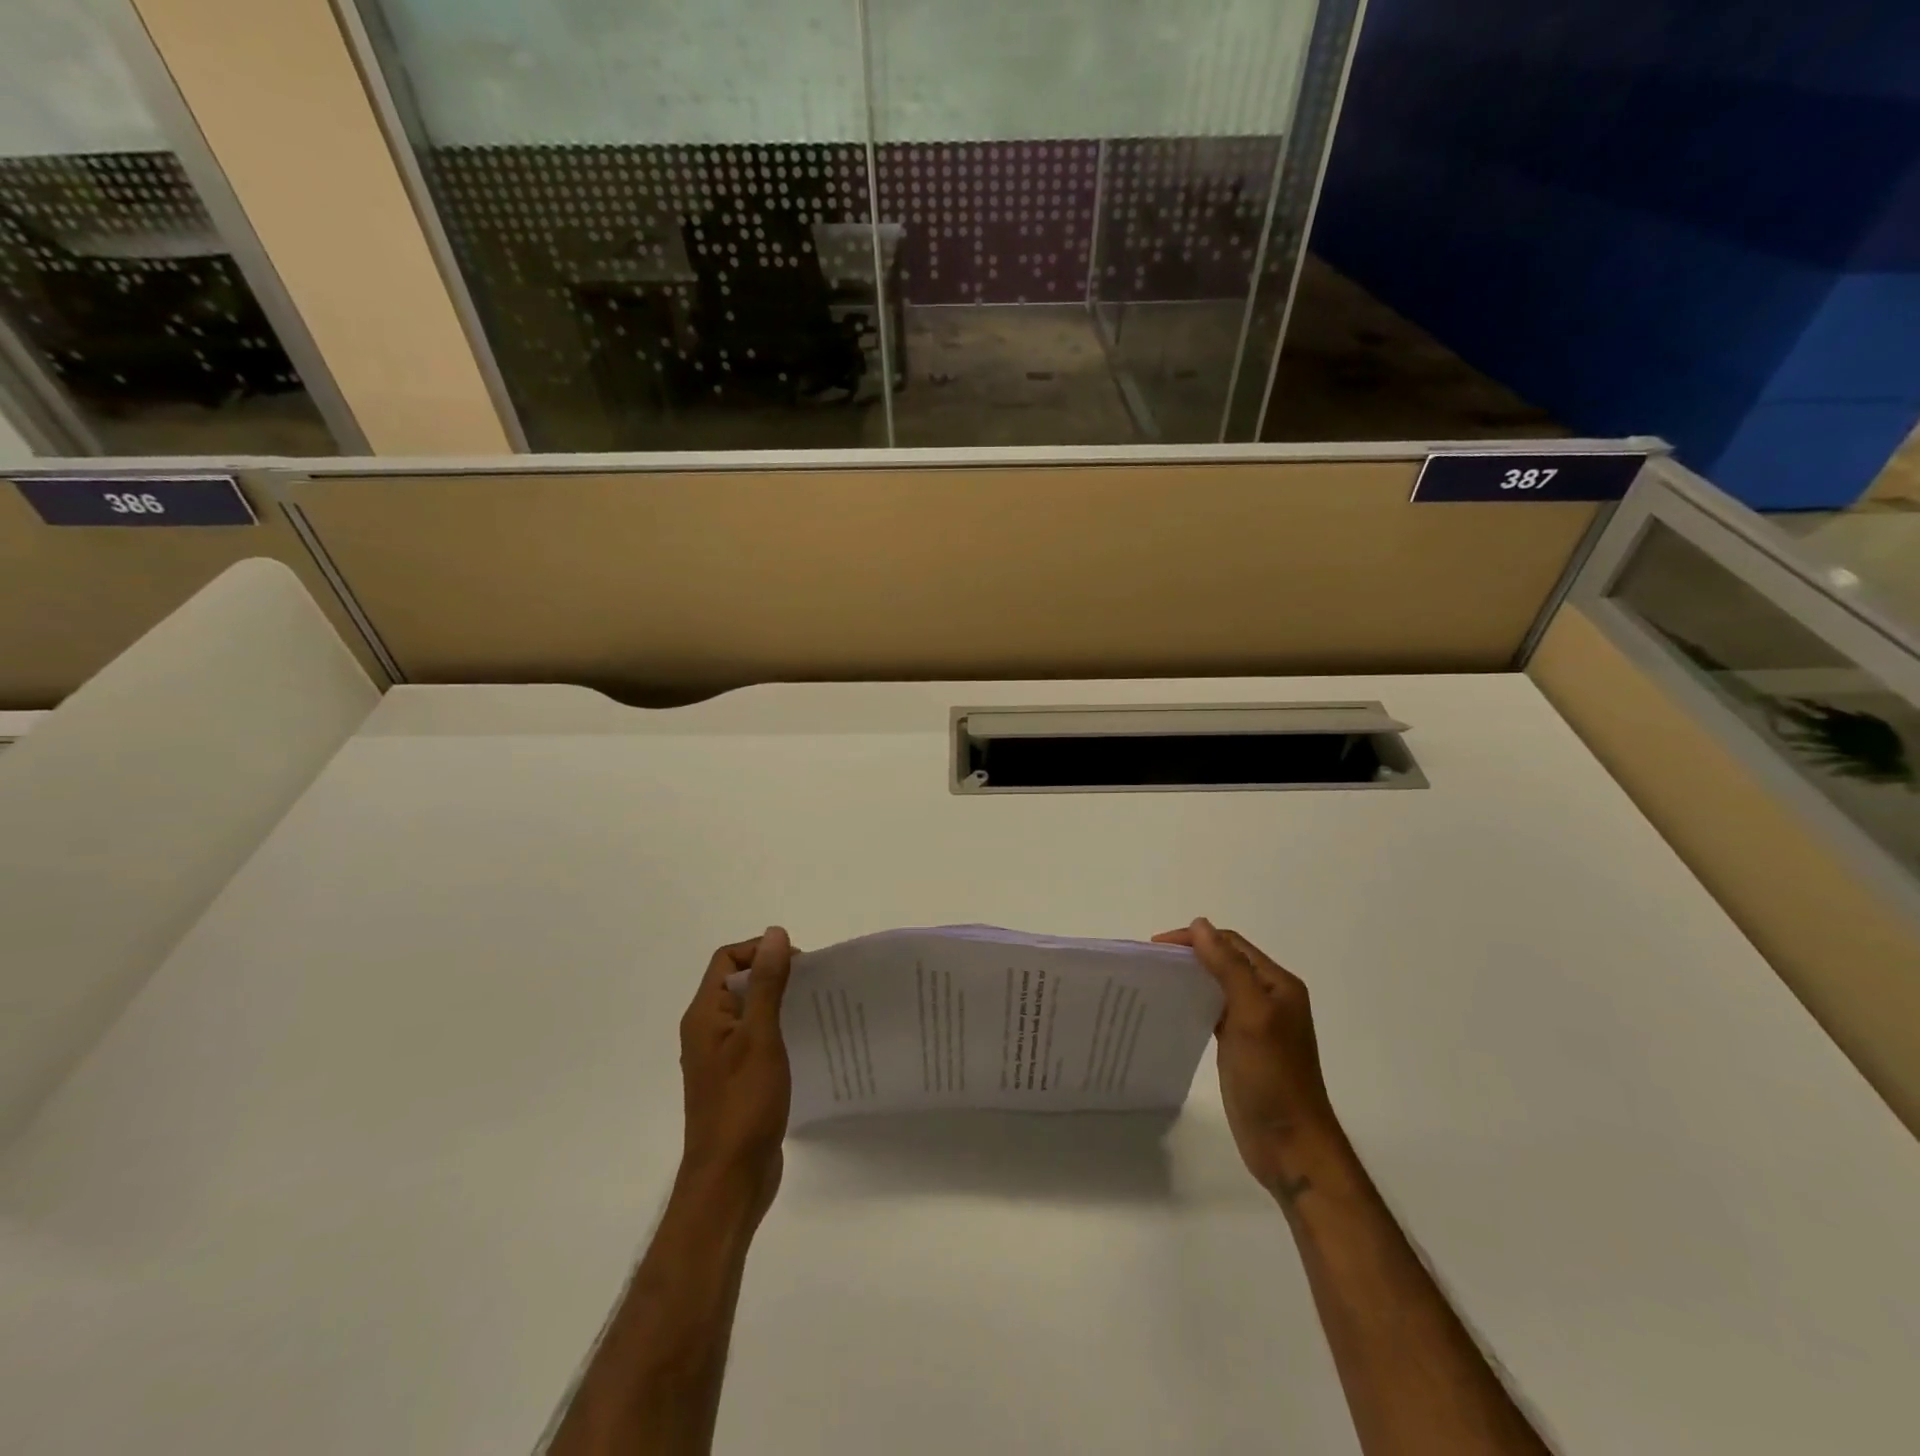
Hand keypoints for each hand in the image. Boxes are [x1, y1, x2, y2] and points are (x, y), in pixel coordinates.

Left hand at [678, 928, 794, 1218]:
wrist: (729, 1181)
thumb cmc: (743, 1104)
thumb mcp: (760, 1036)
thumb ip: (768, 984)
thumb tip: (775, 934)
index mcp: (705, 1015)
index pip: (727, 959)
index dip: (761, 951)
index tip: (799, 962)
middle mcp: (707, 1031)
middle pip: (738, 982)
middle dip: (774, 974)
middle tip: (812, 984)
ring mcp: (720, 1057)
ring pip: (749, 1011)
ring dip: (778, 1002)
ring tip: (814, 1008)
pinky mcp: (736, 1079)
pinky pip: (755, 1039)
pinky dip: (777, 1030)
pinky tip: (804, 1041)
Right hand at [1154, 918, 1338, 1197]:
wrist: (1291, 1146)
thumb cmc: (1273, 1077)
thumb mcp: (1251, 1015)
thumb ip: (1227, 967)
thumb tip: (1200, 925)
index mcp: (1277, 984)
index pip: (1231, 944)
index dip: (1195, 939)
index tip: (1155, 948)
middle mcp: (1269, 998)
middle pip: (1224, 962)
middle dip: (1189, 956)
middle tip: (1150, 964)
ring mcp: (1256, 1024)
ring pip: (1217, 986)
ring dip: (1190, 978)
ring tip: (1154, 983)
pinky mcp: (1241, 1047)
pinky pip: (1214, 1012)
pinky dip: (1193, 1003)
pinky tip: (1171, 1010)